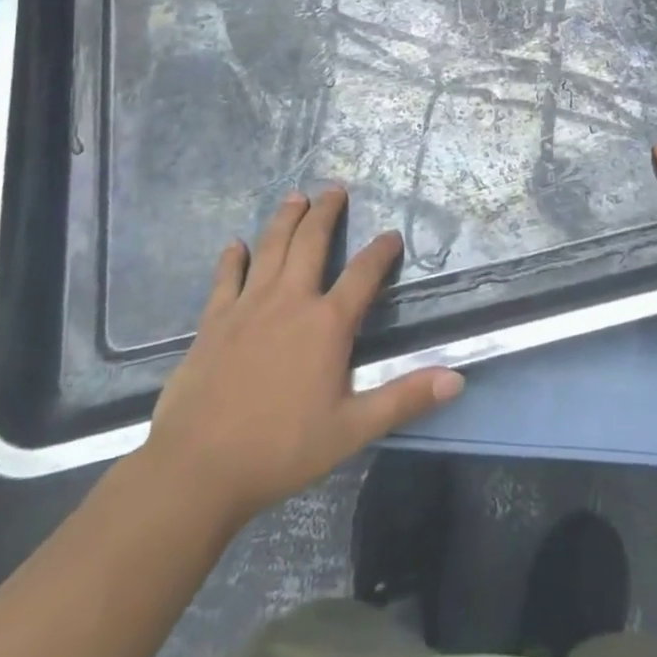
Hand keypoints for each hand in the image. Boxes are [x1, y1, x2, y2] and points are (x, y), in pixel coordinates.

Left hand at [140, 188, 463, 526]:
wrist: (199, 468)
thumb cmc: (282, 449)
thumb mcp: (352, 429)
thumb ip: (403, 399)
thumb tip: (457, 378)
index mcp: (326, 323)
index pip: (364, 273)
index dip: (381, 251)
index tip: (392, 235)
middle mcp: (290, 300)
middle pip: (312, 241)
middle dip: (326, 212)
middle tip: (334, 189)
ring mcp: (249, 305)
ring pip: (271, 247)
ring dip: (285, 218)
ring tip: (295, 196)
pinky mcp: (215, 320)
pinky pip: (226, 278)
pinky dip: (232, 258)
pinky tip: (235, 245)